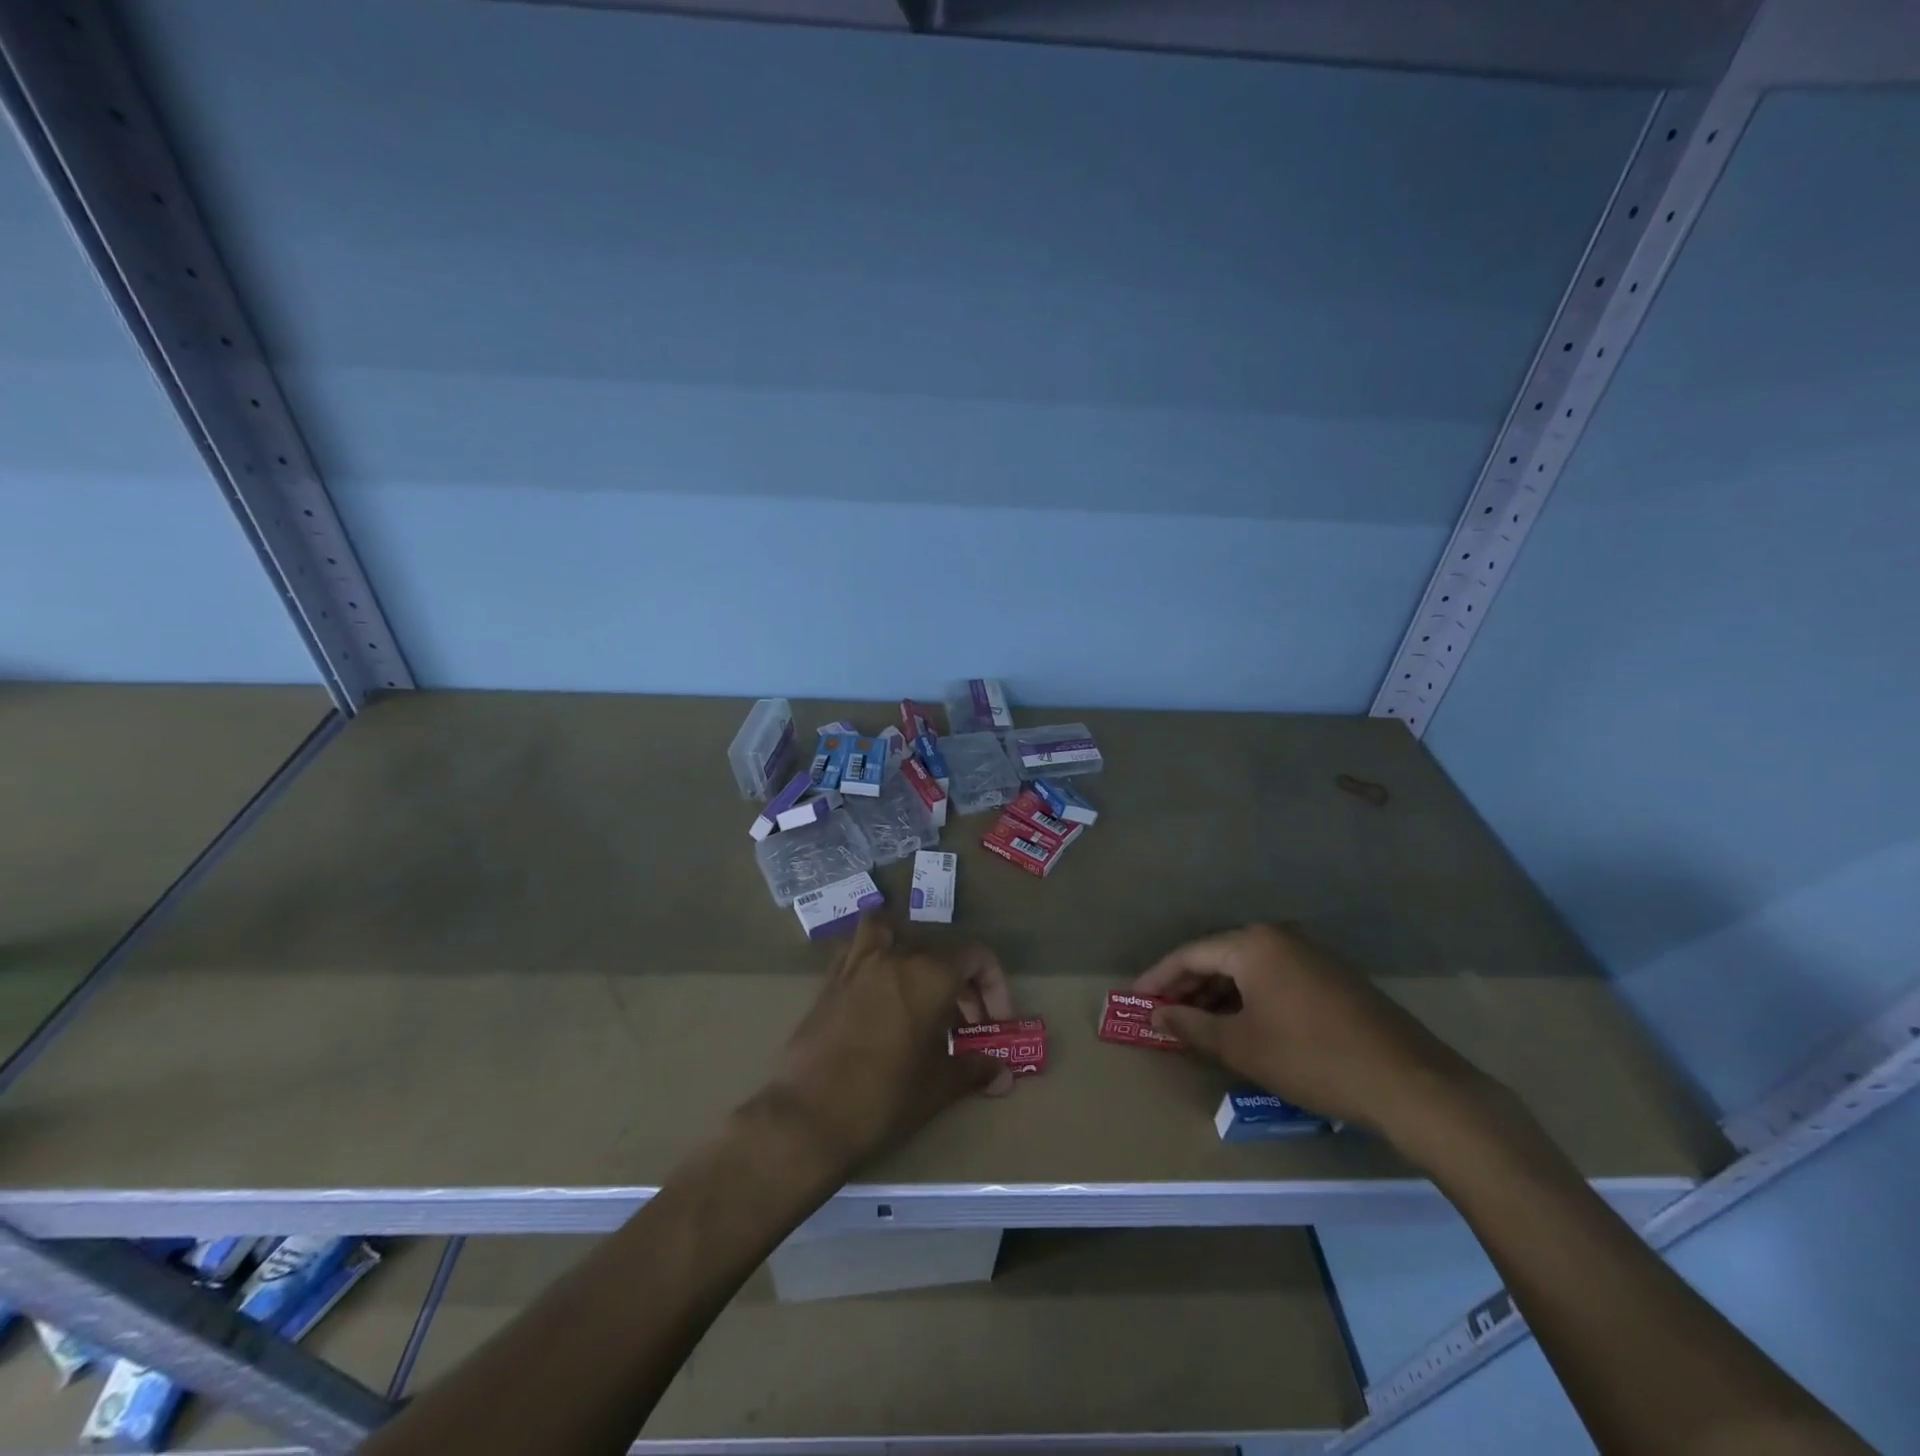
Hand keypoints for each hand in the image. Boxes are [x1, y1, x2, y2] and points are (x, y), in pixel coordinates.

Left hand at [764, 917, 1014, 1176]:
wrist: (807, 1118)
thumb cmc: (883, 1099)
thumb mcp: (937, 1087)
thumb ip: (974, 1070)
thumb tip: (1003, 1074)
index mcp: (929, 974)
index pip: (977, 957)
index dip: (995, 988)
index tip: (994, 1025)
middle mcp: (895, 956)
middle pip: (940, 951)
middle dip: (961, 985)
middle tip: (964, 1028)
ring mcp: (857, 964)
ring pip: (892, 933)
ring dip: (911, 953)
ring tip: (919, 990)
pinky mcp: (830, 980)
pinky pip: (857, 950)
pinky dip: (873, 959)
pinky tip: (878, 994)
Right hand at [1133, 923, 1488, 1146]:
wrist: (1410, 1084)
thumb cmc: (1311, 1058)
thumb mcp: (1241, 1046)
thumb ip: (1191, 1026)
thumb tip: (1156, 1015)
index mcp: (1254, 944)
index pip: (1190, 953)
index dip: (1159, 978)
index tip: (1135, 999)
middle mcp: (1280, 937)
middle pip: (1219, 957)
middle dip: (1187, 987)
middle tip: (1162, 1015)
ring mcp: (1311, 955)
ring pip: (1248, 970)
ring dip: (1218, 996)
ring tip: (1196, 1026)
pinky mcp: (1333, 979)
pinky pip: (1275, 979)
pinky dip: (1249, 1000)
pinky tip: (1242, 1027)